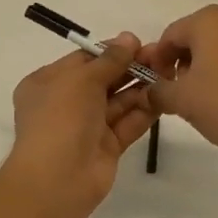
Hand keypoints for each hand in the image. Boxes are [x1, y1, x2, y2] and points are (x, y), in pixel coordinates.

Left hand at [4, 33, 155, 217]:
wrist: (57, 180)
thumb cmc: (61, 118)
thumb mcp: (82, 79)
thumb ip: (109, 59)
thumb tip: (129, 38)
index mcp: (48, 83)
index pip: (83, 60)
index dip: (110, 51)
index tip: (138, 43)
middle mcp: (66, 103)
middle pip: (103, 79)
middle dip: (130, 68)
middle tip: (161, 57)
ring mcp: (87, 127)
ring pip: (118, 102)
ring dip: (141, 87)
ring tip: (168, 73)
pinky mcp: (106, 147)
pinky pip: (127, 123)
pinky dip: (144, 111)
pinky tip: (164, 97)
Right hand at [139, 6, 217, 169]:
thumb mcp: (181, 100)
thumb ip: (158, 90)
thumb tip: (151, 89)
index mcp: (210, 21)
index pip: (172, 35)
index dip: (159, 59)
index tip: (157, 83)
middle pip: (200, 35)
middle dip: (186, 60)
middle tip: (180, 90)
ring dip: (211, 63)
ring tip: (208, 95)